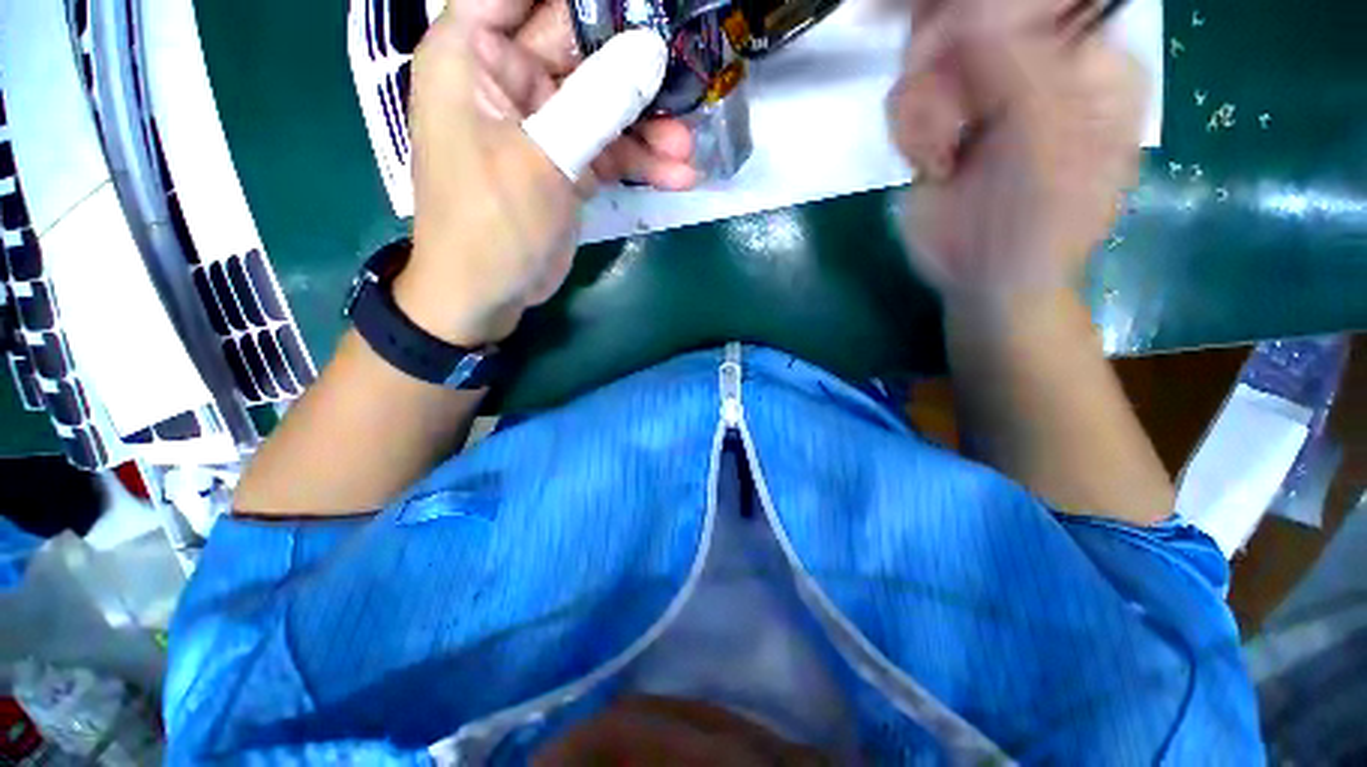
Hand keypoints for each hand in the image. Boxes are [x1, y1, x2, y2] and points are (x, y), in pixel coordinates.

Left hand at [397, 3, 697, 345]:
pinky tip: (678, 175)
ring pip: (604, 103)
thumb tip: (652, 50)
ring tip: (688, 146)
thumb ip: (597, 102)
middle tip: (687, 73)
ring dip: (648, 125)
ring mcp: (544, 123)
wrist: (488, 294)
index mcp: (473, 51)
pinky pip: (611, 149)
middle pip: (580, 44)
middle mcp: (508, 76)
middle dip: (634, 61)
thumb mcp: (543, 158)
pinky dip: (643, 162)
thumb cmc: (492, 222)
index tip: (642, 4)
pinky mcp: (568, 162)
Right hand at [887, 0, 1146, 302]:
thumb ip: (1023, 76)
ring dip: (922, 109)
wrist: (985, 282)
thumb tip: (971, 15)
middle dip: (938, 59)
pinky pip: (905, 97)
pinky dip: (907, 133)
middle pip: (969, 13)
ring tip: (938, 157)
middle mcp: (1034, 61)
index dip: (980, 9)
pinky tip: (928, 166)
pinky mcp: (940, 121)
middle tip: (940, 117)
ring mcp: (982, 91)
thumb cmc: (1035, 231)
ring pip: (926, 52)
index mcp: (1084, 60)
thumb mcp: (1048, 155)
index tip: (943, 47)